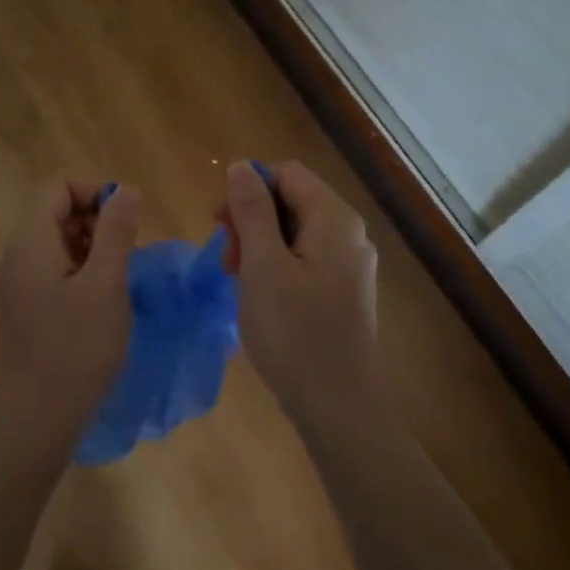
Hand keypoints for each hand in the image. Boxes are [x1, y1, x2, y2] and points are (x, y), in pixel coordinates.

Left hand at [0, 179, 139, 468]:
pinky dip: (82, 267)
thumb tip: (125, 190)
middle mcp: (18, 256)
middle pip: (54, 211)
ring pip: (56, 240)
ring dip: (92, 243)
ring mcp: (19, 284)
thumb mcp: (106, 285)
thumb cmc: (76, 349)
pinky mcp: (27, 307)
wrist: (38, 418)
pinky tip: (105, 295)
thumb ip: (116, 232)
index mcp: (31, 243)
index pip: (56, 187)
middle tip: (130, 246)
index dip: (94, 191)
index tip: (129, 215)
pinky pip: (54, 268)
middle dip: (95, 216)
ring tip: (121, 271)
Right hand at [220, 160, 377, 426]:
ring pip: (294, 232)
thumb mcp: (262, 265)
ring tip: (237, 279)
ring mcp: (348, 265)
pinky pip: (303, 260)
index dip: (248, 188)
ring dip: (259, 245)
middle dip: (251, 219)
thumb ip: (251, 210)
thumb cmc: (294, 332)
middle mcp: (349, 234)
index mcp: (334, 219)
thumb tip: (241, 166)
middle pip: (292, 200)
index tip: (220, 223)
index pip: (287, 173)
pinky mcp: (342, 291)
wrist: (337, 403)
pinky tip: (258, 295)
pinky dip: (275, 266)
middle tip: (226, 258)